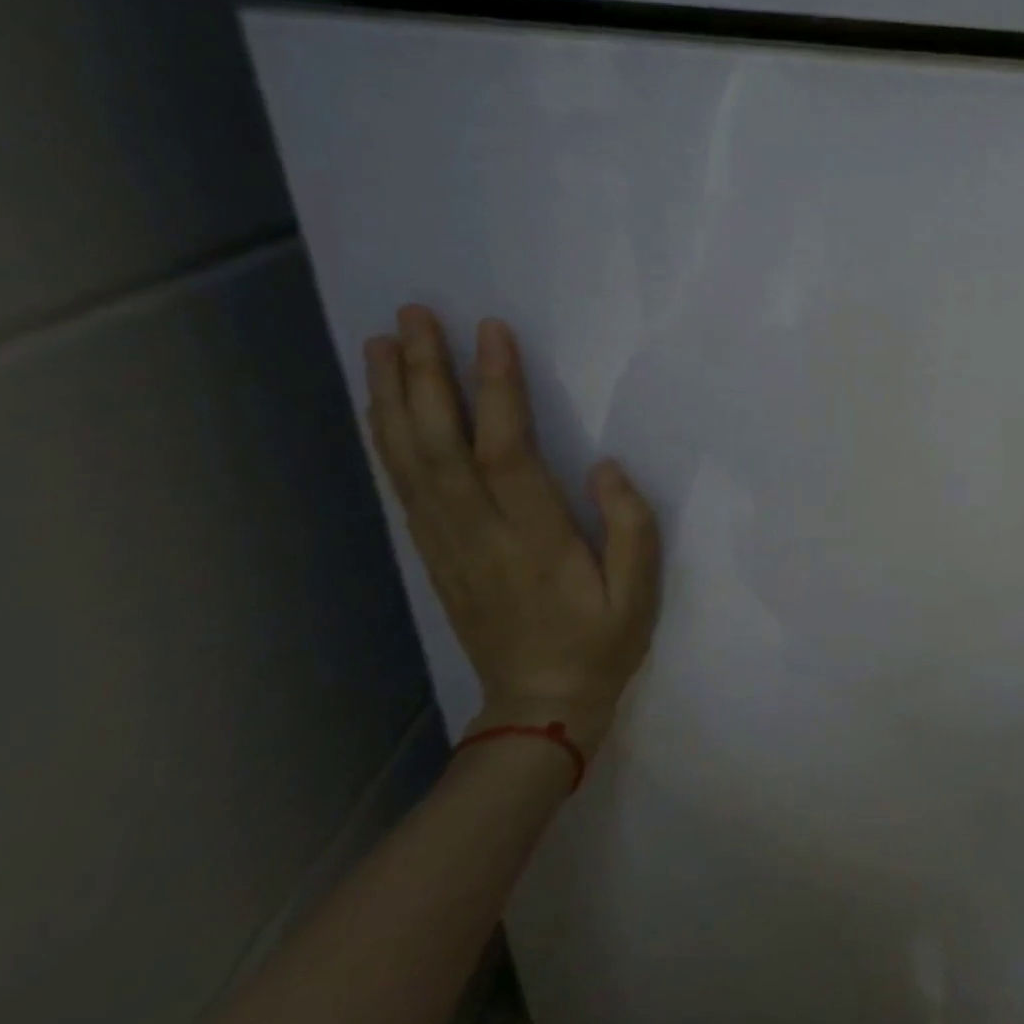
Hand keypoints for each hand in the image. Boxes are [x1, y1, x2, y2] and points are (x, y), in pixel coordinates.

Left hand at [363, 306, 660, 758]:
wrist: (540, 707)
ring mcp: (448, 545)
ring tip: (383, 343)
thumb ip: (632, 527)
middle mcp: (479, 534)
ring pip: (409, 461)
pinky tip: (384, 407)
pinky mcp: (436, 554)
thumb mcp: (641, 594)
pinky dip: (388, 440)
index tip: (492, 332)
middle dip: (425, 376)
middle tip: (414, 316)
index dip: (496, 389)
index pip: (506, 451)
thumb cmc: (601, 643)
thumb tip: (606, 466)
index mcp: (535, 540)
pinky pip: (404, 488)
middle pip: (439, 445)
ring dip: (394, 398)